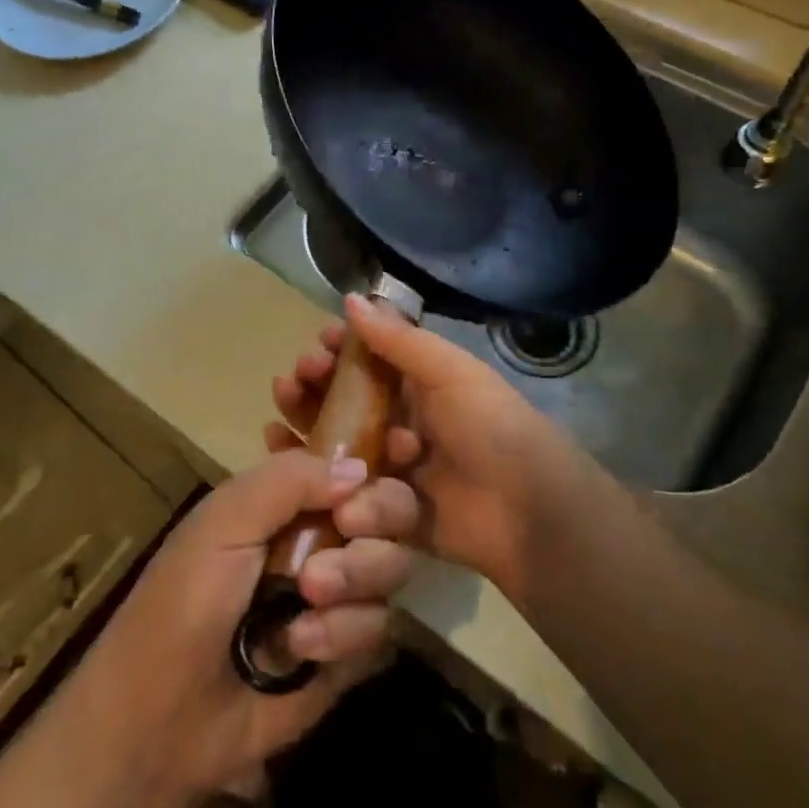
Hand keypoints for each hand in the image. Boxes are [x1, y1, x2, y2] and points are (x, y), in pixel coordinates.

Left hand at [59, 449, 418, 802]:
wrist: (161, 718)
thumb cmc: (184, 601)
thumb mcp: (224, 522)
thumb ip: (290, 479)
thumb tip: (361, 468)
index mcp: (291, 501)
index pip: (357, 466)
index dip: (379, 466)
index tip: (377, 477)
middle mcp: (324, 540)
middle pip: (392, 512)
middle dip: (380, 518)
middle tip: (348, 531)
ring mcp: (340, 598)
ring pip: (392, 567)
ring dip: (356, 579)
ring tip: (309, 600)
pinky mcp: (348, 655)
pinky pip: (381, 630)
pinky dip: (345, 635)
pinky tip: (302, 650)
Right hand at [267, 294, 589, 601]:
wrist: (527, 510)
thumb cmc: (491, 427)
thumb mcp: (450, 372)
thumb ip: (399, 340)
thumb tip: (351, 297)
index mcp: (421, 384)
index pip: (370, 358)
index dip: (341, 349)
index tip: (317, 345)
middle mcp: (402, 419)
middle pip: (346, 398)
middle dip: (315, 385)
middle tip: (294, 380)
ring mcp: (392, 465)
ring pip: (338, 439)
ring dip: (307, 421)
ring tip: (281, 414)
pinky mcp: (385, 507)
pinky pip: (342, 485)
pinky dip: (313, 471)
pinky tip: (283, 454)